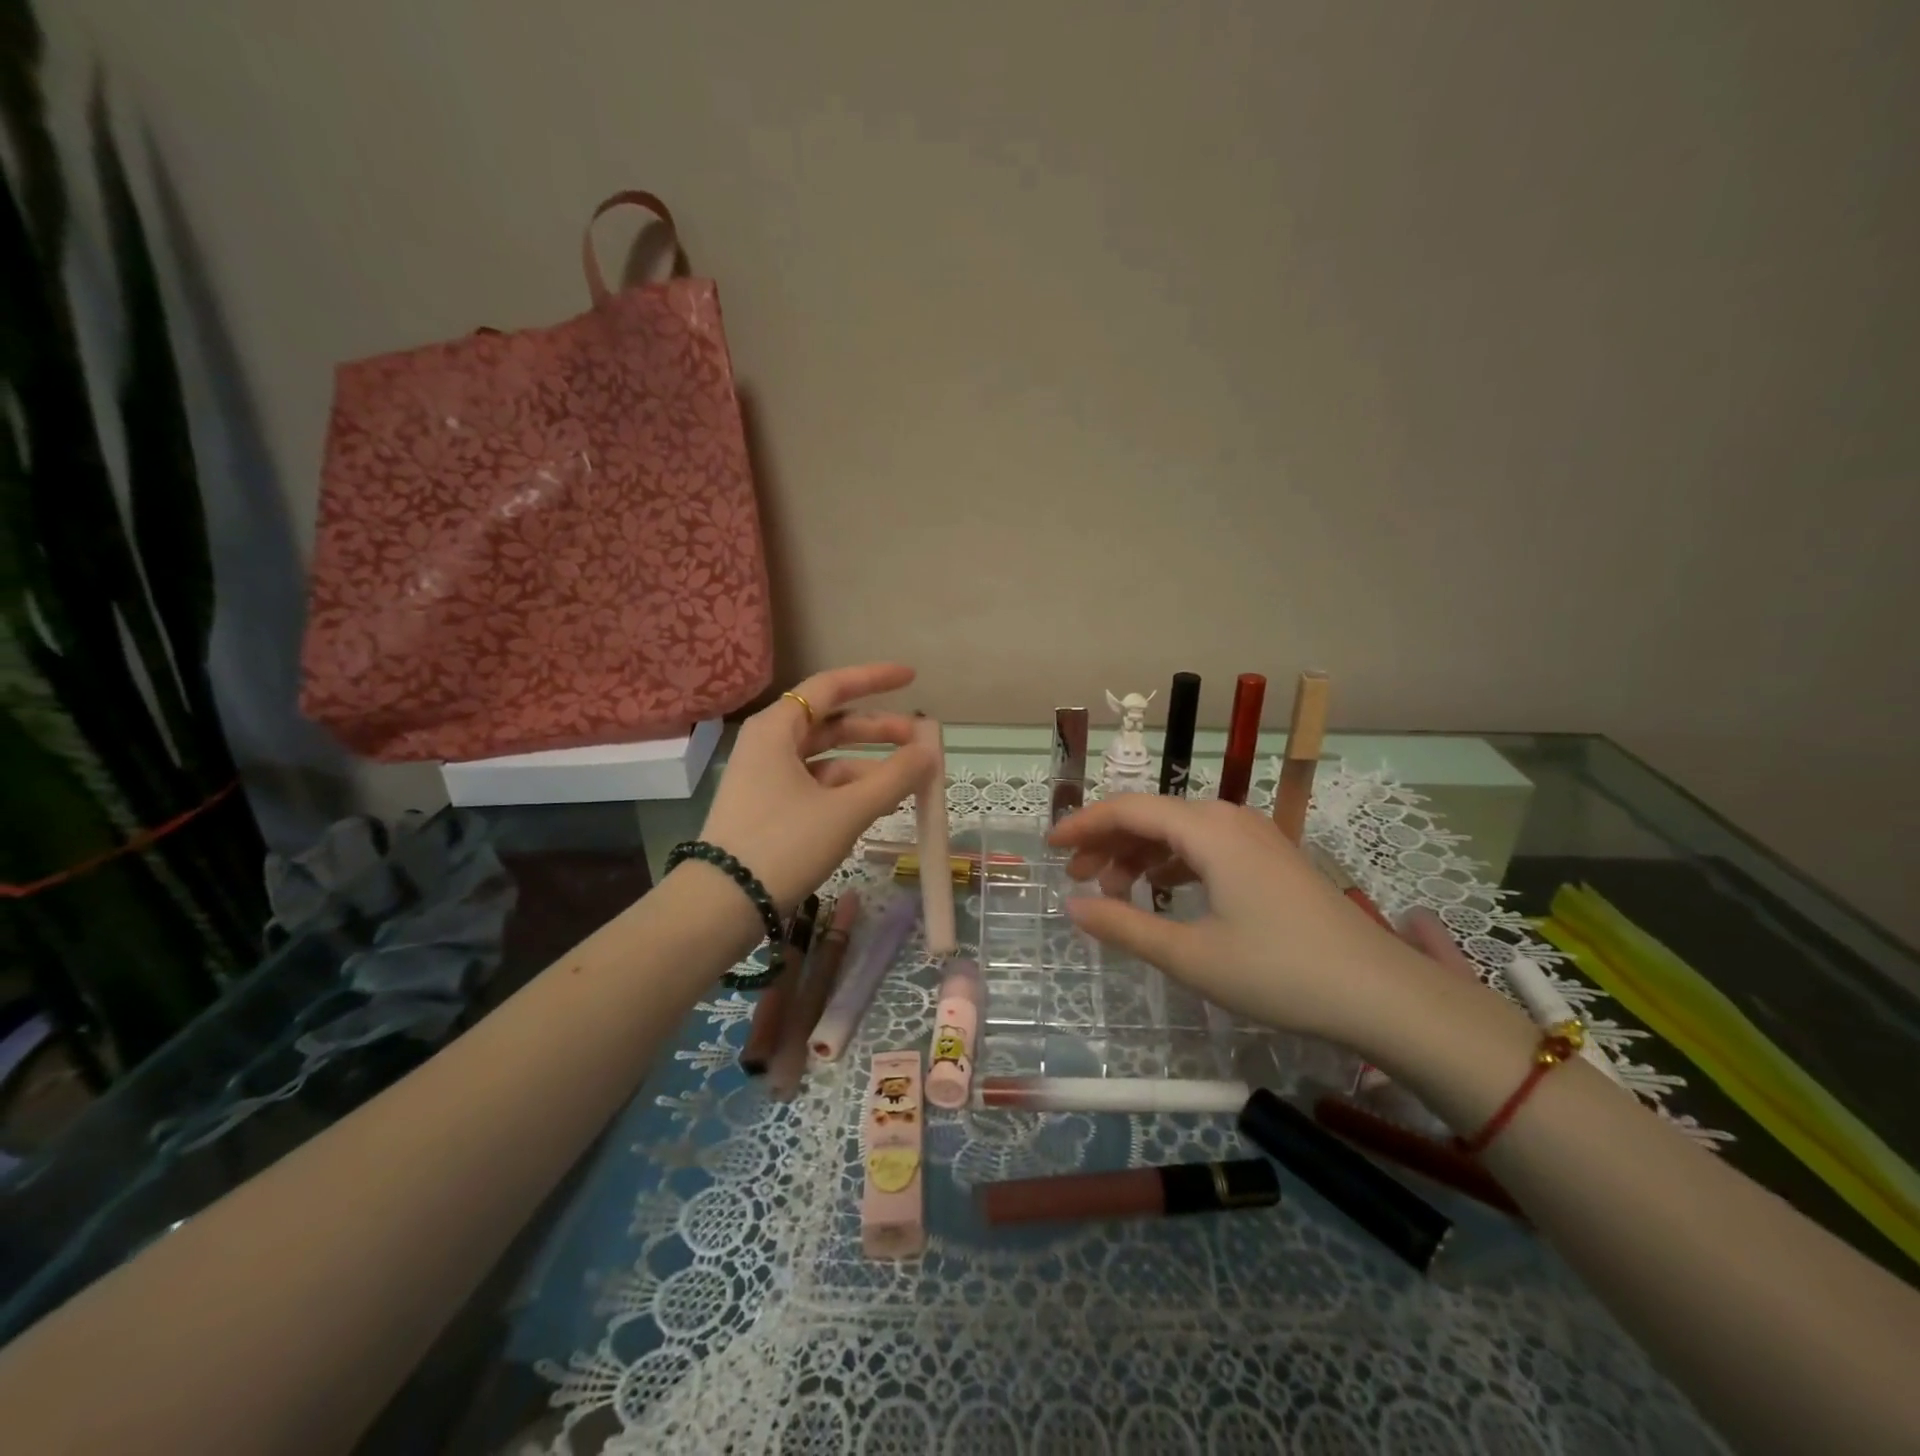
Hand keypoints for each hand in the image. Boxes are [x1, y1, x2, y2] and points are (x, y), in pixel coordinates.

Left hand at [696, 663, 934, 911]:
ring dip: (868, 765)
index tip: (911, 678)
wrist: (722, 905)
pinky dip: (849, 789)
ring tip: (908, 781)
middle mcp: (768, 744)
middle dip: (877, 730)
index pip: (831, 687)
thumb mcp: (846, 810)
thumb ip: (894, 778)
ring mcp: (766, 777)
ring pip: (826, 758)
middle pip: (831, 723)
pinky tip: (878, 804)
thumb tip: (930, 752)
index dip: (874, 679)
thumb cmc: (783, 844)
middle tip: (918, 741)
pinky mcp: (769, 807)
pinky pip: (817, 785)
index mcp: (777, 729)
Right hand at [1046, 795, 1429, 1043]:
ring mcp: (1256, 838)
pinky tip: (1161, 894)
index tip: (1049, 847)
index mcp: (1208, 830)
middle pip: (1152, 816)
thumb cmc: (1279, 972)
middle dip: (1107, 842)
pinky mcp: (1271, 860)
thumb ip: (1124, 927)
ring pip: (1179, 832)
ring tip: (1113, 892)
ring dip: (1138, 855)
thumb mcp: (1191, 956)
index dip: (1083, 824)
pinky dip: (1172, 865)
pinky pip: (1206, 848)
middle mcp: (1230, 820)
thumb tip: (1073, 906)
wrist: (1383, 995)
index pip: (1128, 809)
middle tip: (1076, 878)